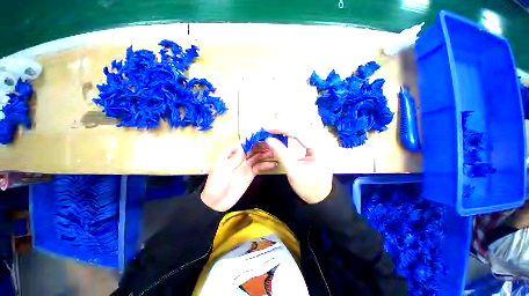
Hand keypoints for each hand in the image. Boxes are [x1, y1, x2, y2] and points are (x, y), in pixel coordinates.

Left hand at [201, 143, 276, 211]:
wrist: (217, 202)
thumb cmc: (216, 183)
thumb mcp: (223, 169)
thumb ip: (235, 157)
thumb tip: (246, 145)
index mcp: (230, 154)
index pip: (242, 143)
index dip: (251, 139)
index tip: (262, 135)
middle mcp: (239, 158)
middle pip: (251, 149)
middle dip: (261, 145)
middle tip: (272, 144)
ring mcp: (245, 166)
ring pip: (257, 157)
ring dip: (265, 154)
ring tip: (275, 152)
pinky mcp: (250, 174)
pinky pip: (259, 167)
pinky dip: (266, 165)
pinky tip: (274, 164)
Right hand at [263, 121, 332, 203]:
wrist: (320, 194)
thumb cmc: (307, 186)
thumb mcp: (293, 172)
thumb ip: (281, 154)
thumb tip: (268, 139)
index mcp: (321, 149)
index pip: (299, 132)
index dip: (281, 128)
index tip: (266, 127)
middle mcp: (326, 140)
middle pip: (304, 123)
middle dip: (285, 124)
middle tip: (270, 127)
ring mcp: (326, 139)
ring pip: (307, 122)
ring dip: (291, 123)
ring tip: (277, 126)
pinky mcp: (322, 141)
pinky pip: (309, 128)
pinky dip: (297, 127)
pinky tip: (288, 128)